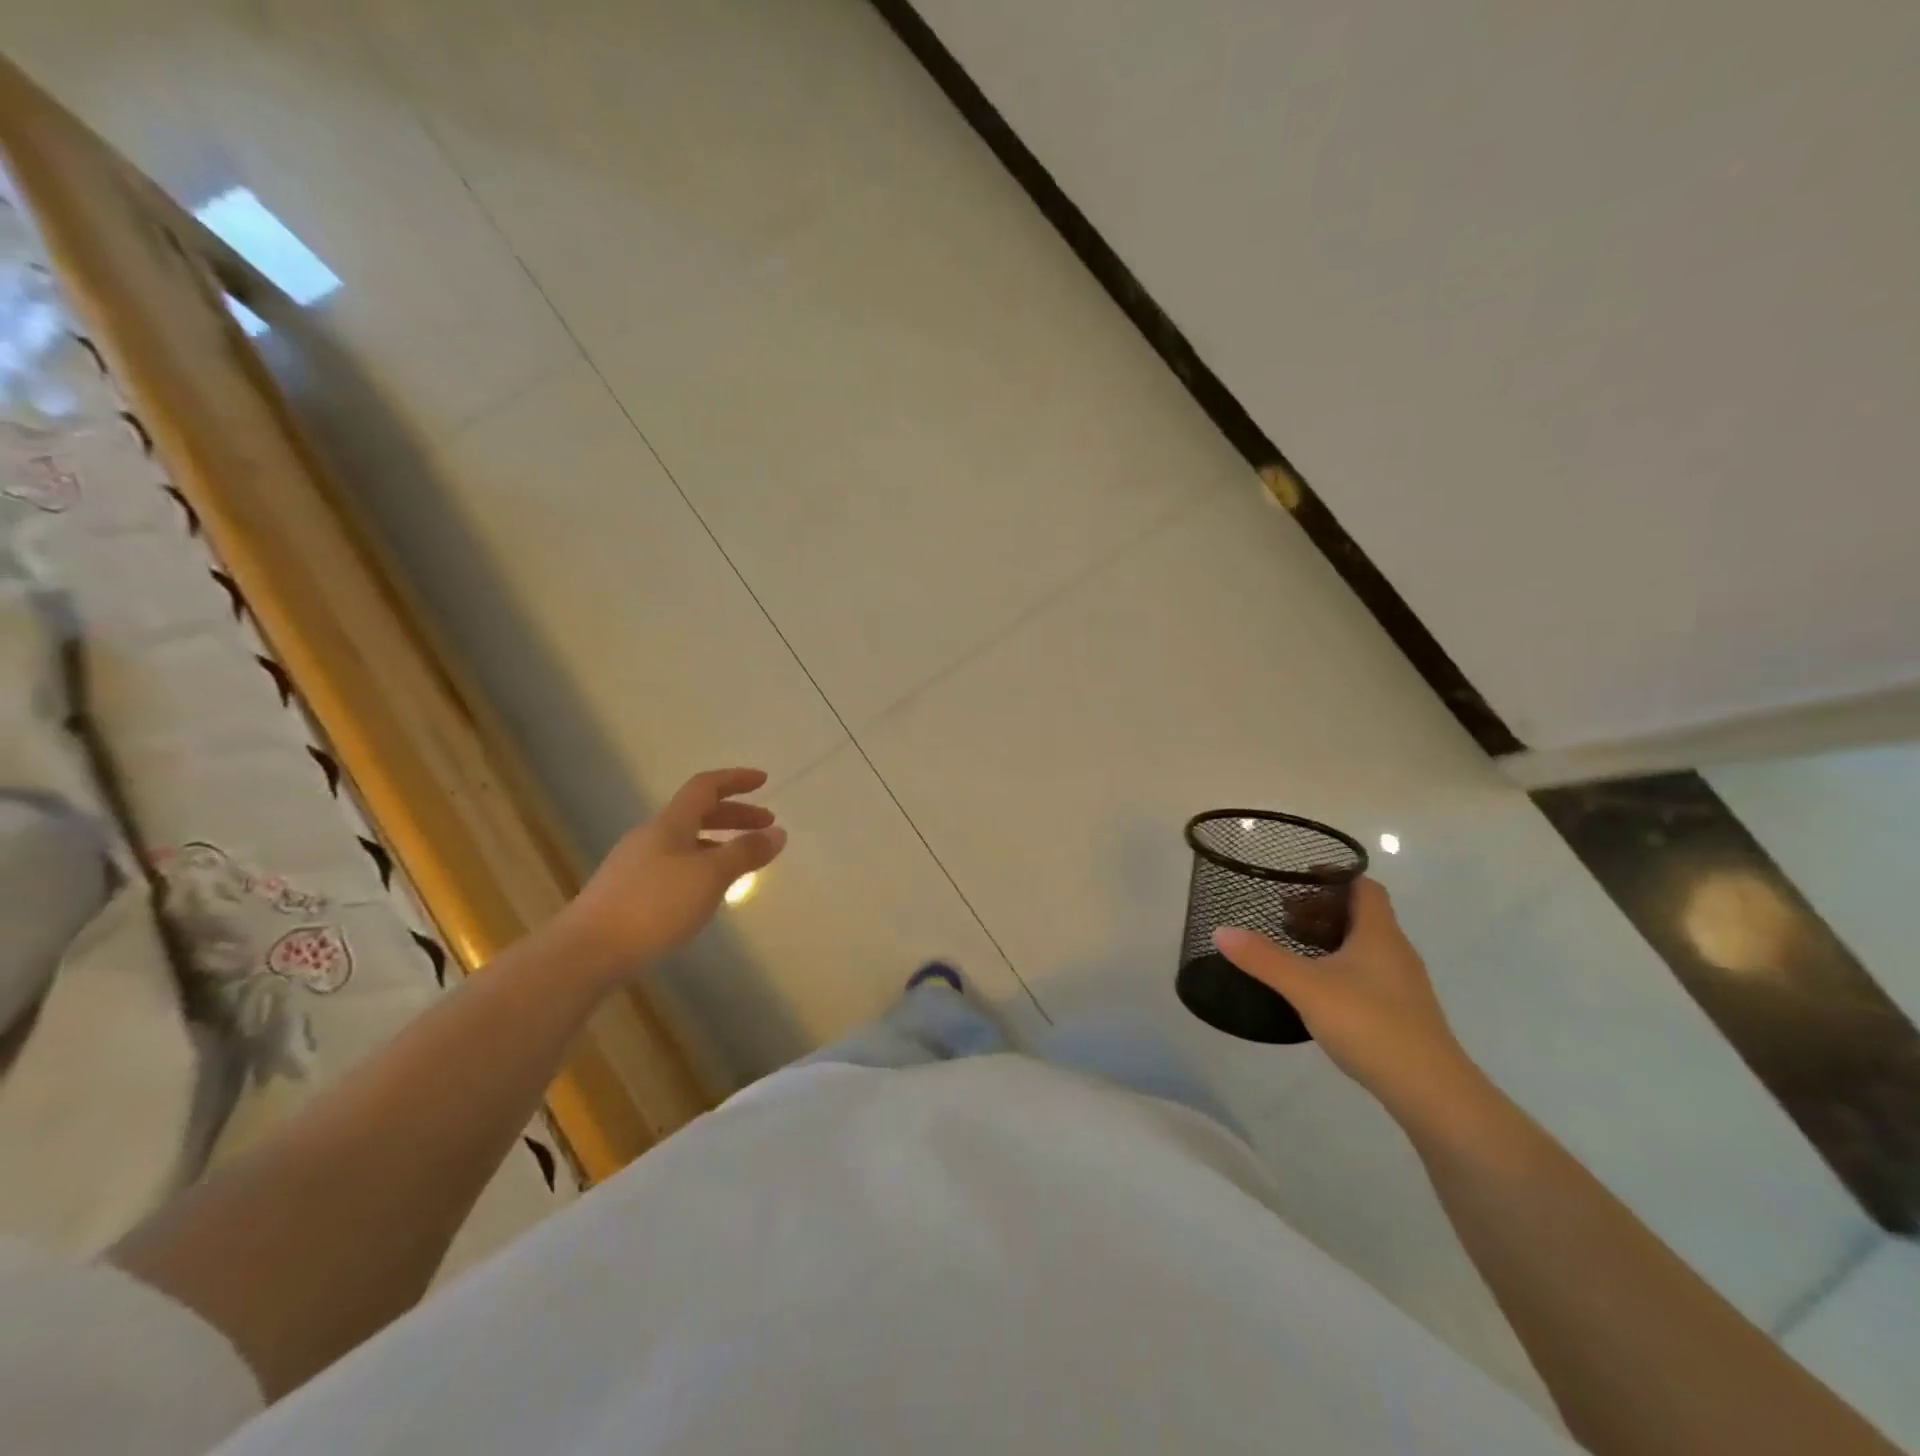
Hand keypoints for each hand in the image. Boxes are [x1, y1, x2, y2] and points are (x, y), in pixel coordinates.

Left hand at [558, 768, 786, 980]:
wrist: (587, 951)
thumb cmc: (654, 906)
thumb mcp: (710, 877)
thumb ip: (745, 853)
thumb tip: (777, 832)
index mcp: (670, 824)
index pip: (705, 787)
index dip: (735, 779)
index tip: (764, 781)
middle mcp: (651, 836)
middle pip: (697, 813)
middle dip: (735, 815)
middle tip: (766, 826)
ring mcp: (635, 864)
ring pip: (686, 841)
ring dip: (719, 843)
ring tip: (743, 862)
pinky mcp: (628, 892)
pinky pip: (674, 865)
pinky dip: (701, 866)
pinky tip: (707, 893)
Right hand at [1213, 879, 1480, 1114]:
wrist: (1431, 1091)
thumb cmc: (1370, 1024)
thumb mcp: (1306, 987)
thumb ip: (1263, 958)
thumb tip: (1220, 930)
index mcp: (1379, 933)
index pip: (1363, 886)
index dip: (1334, 876)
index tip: (1297, 880)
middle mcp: (1396, 951)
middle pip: (1361, 915)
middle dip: (1321, 910)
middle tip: (1283, 918)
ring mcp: (1402, 984)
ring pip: (1364, 946)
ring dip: (1330, 940)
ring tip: (1293, 951)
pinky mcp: (1402, 1012)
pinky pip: (1368, 974)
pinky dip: (1340, 968)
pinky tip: (1317, 990)